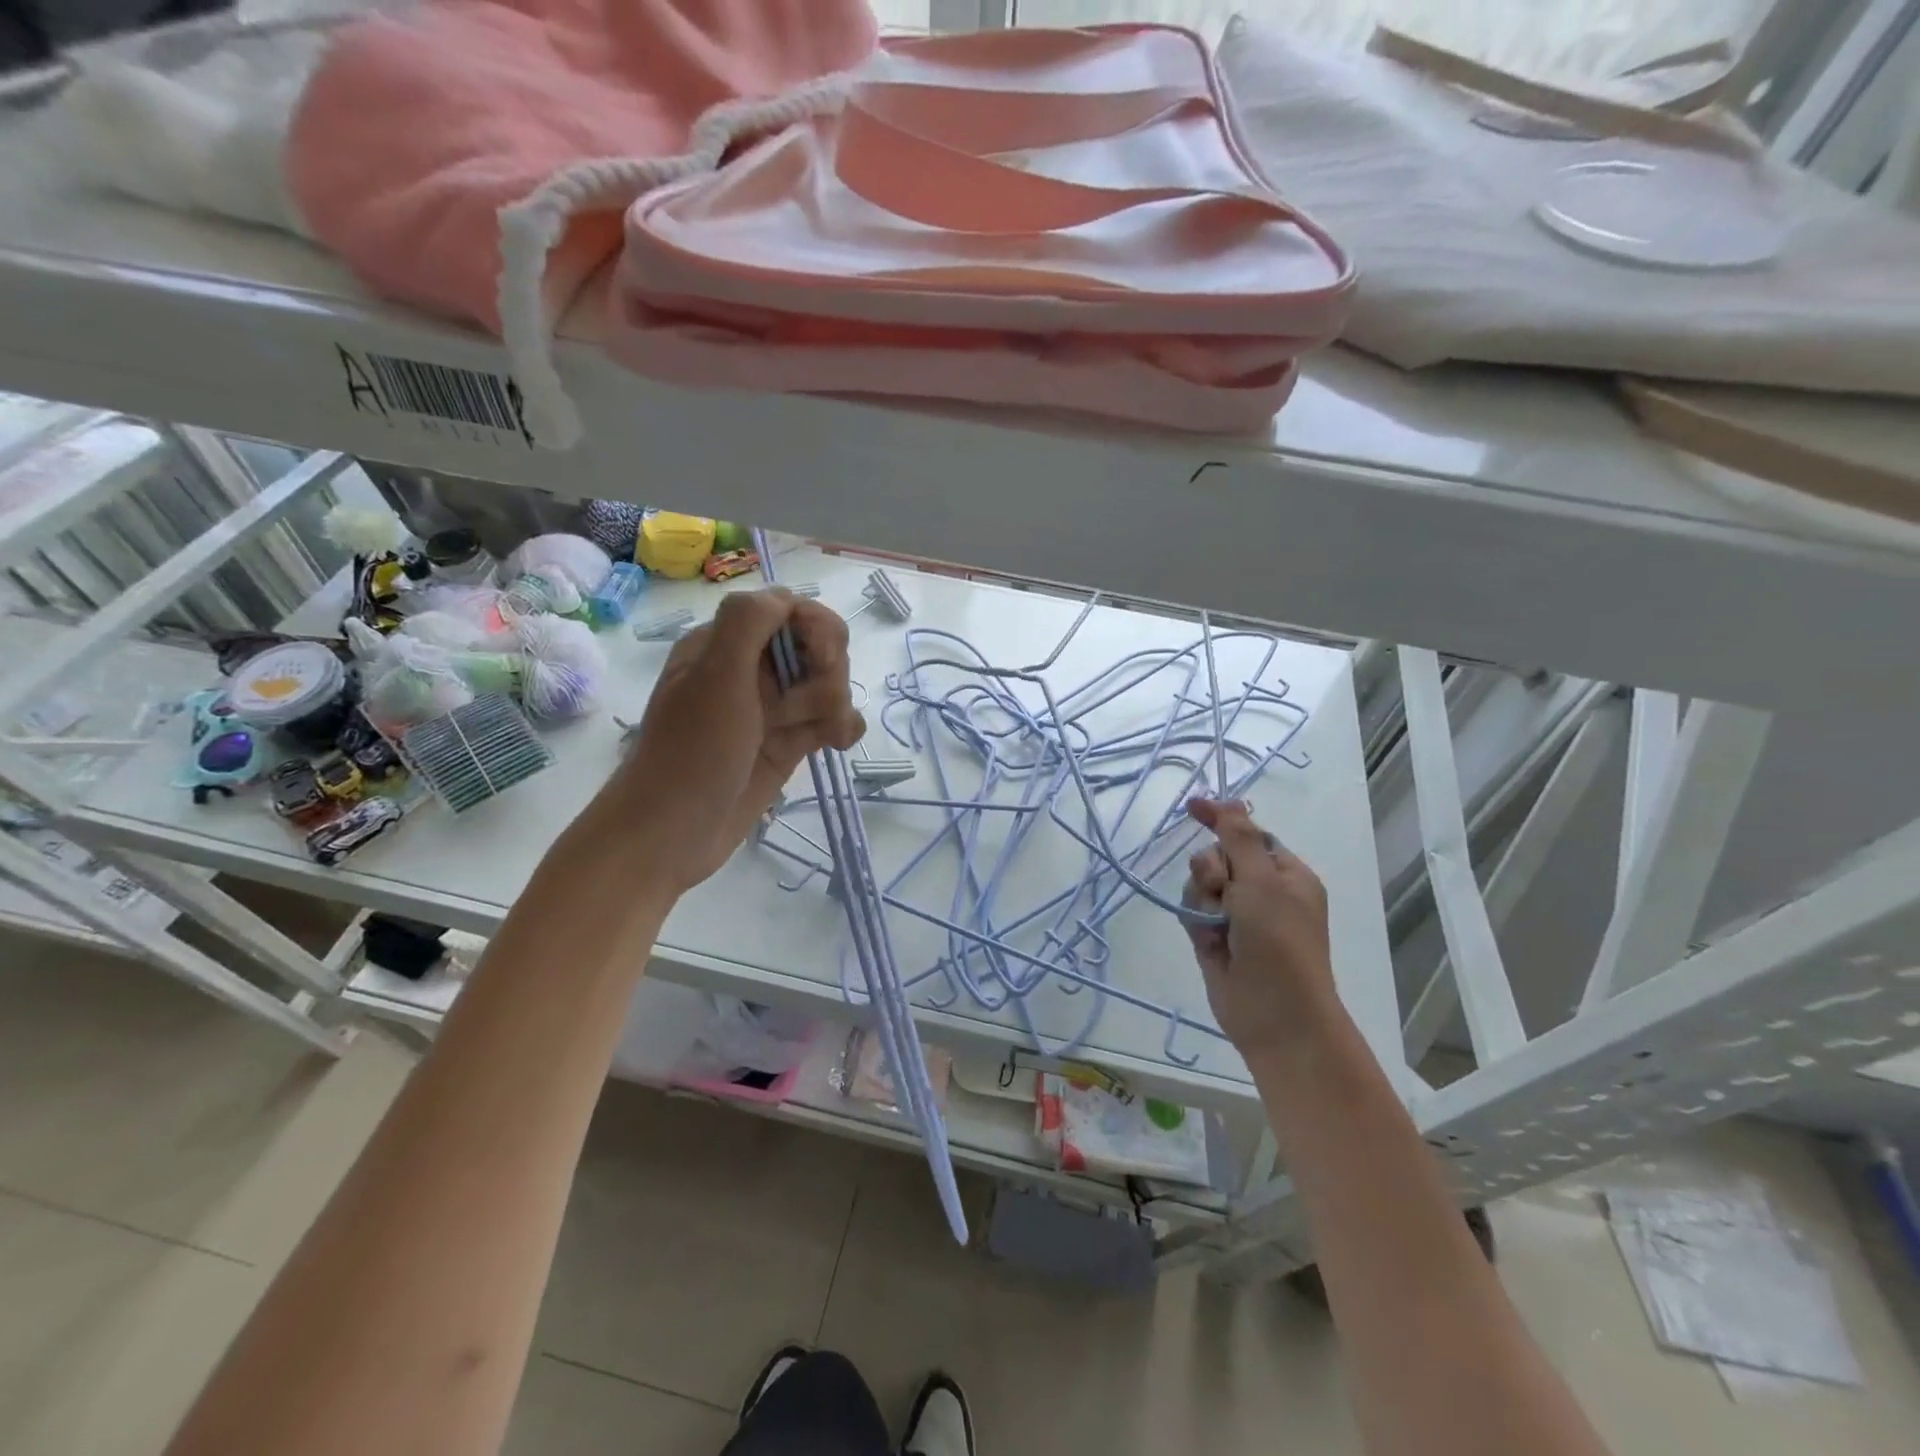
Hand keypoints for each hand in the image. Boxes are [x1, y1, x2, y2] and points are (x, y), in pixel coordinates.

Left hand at [573, 590, 863, 899]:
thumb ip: (749, 623)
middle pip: (819, 647)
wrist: (672, 833)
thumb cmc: (691, 751)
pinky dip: (841, 729)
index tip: (819, 661)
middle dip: (826, 674)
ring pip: (829, 685)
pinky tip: (836, 747)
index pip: (792, 610)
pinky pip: (832, 721)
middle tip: (801, 709)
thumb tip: (788, 599)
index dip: (816, 629)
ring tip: (818, 737)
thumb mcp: (715, 676)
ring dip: (834, 707)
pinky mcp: (788, 743)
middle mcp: (752, 669)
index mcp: (727, 642)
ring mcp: (772, 708)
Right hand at [1183, 798, 1339, 1061]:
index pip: (1249, 834)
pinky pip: (1192, 910)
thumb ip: (1239, 838)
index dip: (1222, 819)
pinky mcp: (1214, 938)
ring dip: (1202, 897)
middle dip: (1212, 869)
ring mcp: (1237, 917)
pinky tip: (1207, 939)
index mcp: (1286, 875)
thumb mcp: (1262, 882)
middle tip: (1222, 889)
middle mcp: (1262, 892)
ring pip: (1200, 883)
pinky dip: (1196, 919)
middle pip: (1218, 857)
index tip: (1192, 807)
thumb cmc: (1279, 942)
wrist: (1276, 1015)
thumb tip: (1230, 801)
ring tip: (1216, 924)